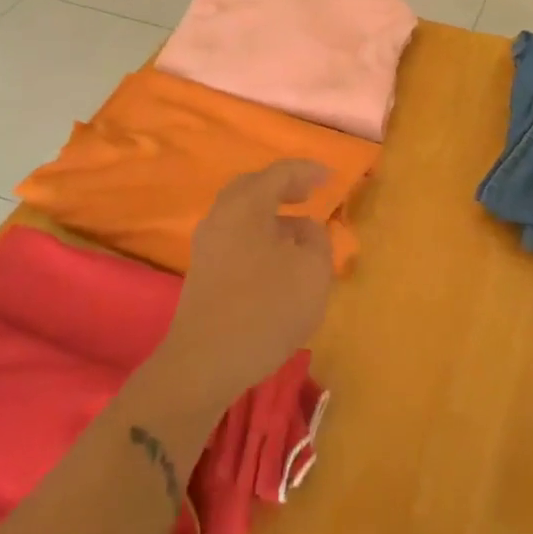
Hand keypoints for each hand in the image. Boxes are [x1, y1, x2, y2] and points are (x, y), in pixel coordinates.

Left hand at [158, 161, 335, 407]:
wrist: (205, 362)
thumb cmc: (266, 307)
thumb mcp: (312, 271)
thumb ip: (317, 240)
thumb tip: (306, 230)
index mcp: (246, 204)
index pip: (280, 173)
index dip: (308, 171)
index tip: (329, 177)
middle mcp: (221, 215)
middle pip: (253, 188)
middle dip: (283, 188)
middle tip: (308, 194)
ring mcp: (207, 244)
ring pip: (242, 215)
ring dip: (271, 216)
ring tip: (300, 231)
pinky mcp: (203, 272)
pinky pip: (236, 238)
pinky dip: (259, 236)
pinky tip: (277, 259)